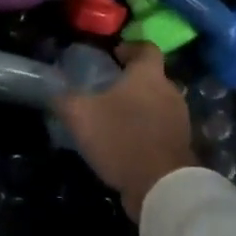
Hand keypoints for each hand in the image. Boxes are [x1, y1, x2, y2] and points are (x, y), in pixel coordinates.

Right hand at [53, 44, 196, 221]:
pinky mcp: (181, 146)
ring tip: (114, 119)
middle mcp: (169, 92)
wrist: (161, 187)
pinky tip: (126, 144)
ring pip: (157, 104)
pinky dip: (146, 131)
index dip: (130, 48)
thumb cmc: (121, 139)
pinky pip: (161, 129)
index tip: (114, 55)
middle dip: (131, 82)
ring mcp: (179, 120)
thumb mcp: (81, 116)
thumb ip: (65, 99)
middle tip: (107, 90)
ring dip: (139, 108)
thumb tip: (54, 90)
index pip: (146, 48)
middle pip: (152, 77)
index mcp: (148, 76)